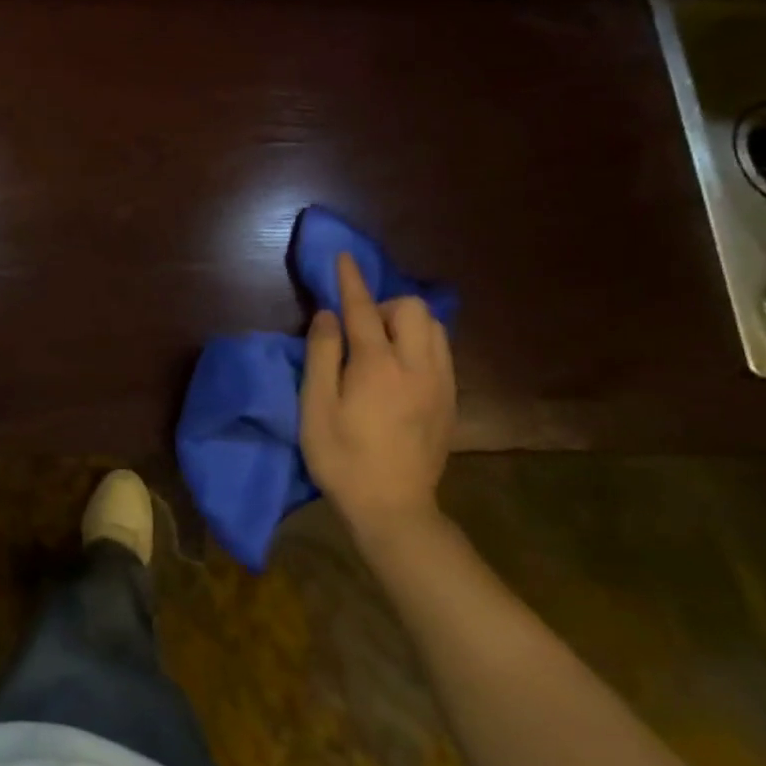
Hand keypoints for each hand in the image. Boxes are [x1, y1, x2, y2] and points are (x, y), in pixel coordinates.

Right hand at [301, 253, 455, 540]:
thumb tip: (327, 315)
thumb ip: (322, 354)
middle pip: (412, 310)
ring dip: (405, 323)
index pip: (364, 309)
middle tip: (357, 329)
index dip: (350, 281)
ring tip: (380, 345)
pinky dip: (421, 343)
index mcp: (378, 366)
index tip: (343, 257)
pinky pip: (442, 352)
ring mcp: (440, 384)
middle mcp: (417, 366)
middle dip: (384, 305)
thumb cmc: (341, 456)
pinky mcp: (450, 401)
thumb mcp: (315, 406)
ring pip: (434, 328)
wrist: (393, 508)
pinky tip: (399, 366)